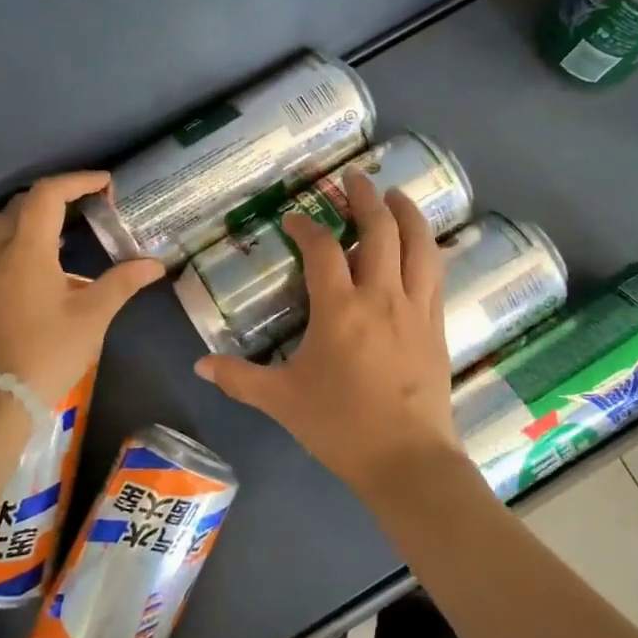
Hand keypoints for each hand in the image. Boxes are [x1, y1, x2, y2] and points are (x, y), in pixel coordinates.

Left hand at [0, 173, 163, 408]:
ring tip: (55, 233)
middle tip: (83, 207)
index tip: (105, 183)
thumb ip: (121, 283)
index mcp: (26, 250)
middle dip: (52, 197)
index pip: (48, 195)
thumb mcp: (92, 317)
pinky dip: (11, 243)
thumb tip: (154, 265)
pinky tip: (34, 269)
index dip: (77, 181)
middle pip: (18, 204)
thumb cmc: (46, 352)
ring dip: (24, 217)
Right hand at [195, 171, 460, 500]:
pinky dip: (428, 250)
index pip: (322, 249)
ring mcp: (415, 308)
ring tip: (396, 195)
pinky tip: (423, 245)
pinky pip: (435, 275)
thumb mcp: (281, 401)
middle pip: (380, 230)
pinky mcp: (438, 325)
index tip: (294, 219)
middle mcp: (381, 296)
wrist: (407, 460)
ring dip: (407, 213)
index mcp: (340, 308)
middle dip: (366, 197)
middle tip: (356, 177)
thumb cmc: (340, 426)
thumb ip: (239, 378)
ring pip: (418, 245)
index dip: (307, 227)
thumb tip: (199, 365)